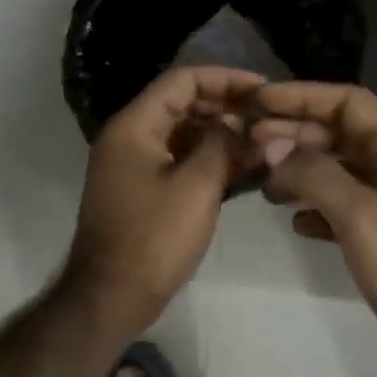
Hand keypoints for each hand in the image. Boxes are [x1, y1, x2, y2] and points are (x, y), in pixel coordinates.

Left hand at [67, 66, 264, 329]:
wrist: (110, 297)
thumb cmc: (154, 238)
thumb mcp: (197, 186)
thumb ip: (223, 145)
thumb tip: (239, 125)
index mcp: (135, 126)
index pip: (183, 80)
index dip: (225, 78)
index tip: (262, 90)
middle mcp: (130, 136)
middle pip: (182, 103)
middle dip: (226, 106)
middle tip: (265, 118)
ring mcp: (134, 164)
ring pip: (183, 132)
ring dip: (220, 133)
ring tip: (260, 142)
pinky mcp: (142, 189)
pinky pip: (179, 159)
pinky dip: (208, 158)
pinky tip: (241, 168)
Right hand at [249, 82, 376, 364]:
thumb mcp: (361, 215)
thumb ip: (315, 174)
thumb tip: (273, 147)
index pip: (350, 103)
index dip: (304, 96)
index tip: (260, 102)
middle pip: (344, 134)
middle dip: (297, 134)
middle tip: (250, 144)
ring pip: (343, 171)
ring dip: (304, 170)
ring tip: (264, 183)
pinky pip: (348, 207)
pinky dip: (319, 207)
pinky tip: (294, 222)